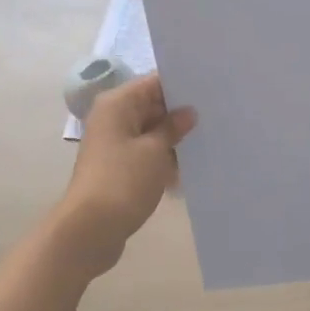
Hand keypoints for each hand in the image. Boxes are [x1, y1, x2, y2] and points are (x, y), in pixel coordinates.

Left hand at [54, 74, 195, 275]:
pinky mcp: (118, 168)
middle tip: (218, 115)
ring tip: (212, 139)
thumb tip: (188, 113)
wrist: (91, 228)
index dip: (182, 85)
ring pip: (151, 131)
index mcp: (118, 104)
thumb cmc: (123, 181)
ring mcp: (114, 144)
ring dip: (175, 138)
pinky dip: (164, 157)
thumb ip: (173, 127)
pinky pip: (146, 153)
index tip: (212, 90)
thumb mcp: (155, 151)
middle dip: (181, 113)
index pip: (154, 82)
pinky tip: (191, 165)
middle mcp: (113, 118)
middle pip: (153, 106)